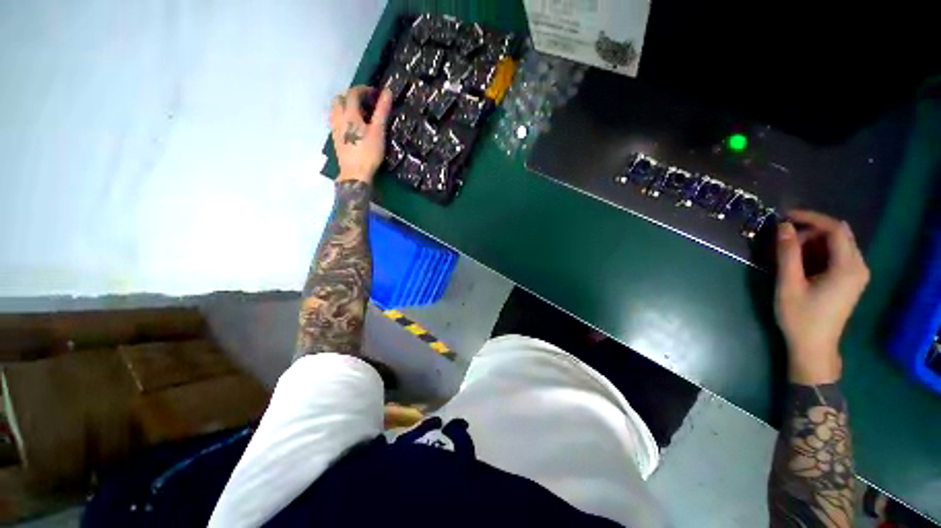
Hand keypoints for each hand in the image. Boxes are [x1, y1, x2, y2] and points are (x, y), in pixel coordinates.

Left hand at [330, 86, 392, 183]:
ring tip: (358, 113)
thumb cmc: (368, 153)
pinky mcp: (335, 138)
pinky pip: (335, 120)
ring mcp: (335, 128)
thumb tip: (387, 92)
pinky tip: (352, 126)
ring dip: (344, 105)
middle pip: (339, 98)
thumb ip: (382, 111)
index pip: (353, 93)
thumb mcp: (378, 132)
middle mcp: (338, 117)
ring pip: (335, 109)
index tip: (375, 93)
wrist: (355, 174)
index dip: (363, 90)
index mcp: (349, 114)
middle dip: (351, 96)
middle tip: (365, 102)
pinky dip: (342, 116)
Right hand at [774, 210, 869, 384]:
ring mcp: (857, 274)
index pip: (835, 229)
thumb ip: (788, 254)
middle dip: (811, 230)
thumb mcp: (789, 284)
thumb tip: (782, 226)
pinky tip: (801, 261)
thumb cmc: (800, 317)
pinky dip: (818, 251)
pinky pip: (837, 255)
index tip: (784, 217)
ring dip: (813, 241)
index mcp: (848, 267)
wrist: (814, 347)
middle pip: (839, 235)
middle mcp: (858, 266)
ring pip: (838, 244)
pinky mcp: (850, 281)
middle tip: (784, 238)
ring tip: (788, 250)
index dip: (811, 218)